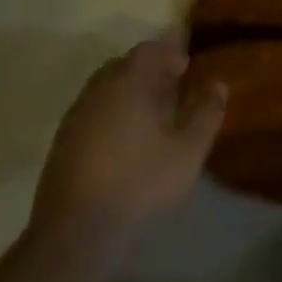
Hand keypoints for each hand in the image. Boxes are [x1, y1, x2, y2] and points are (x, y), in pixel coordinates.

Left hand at [30, 39, 226, 243]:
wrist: (76, 230)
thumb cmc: (139, 182)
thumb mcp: (187, 151)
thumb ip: (206, 114)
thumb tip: (219, 84)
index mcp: (128, 82)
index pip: (149, 50)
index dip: (169, 54)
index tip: (185, 68)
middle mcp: (98, 89)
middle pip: (124, 66)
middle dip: (149, 71)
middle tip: (171, 88)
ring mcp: (76, 115)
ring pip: (106, 89)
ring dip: (128, 92)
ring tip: (150, 115)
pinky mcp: (63, 141)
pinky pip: (93, 111)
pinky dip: (111, 113)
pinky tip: (124, 140)